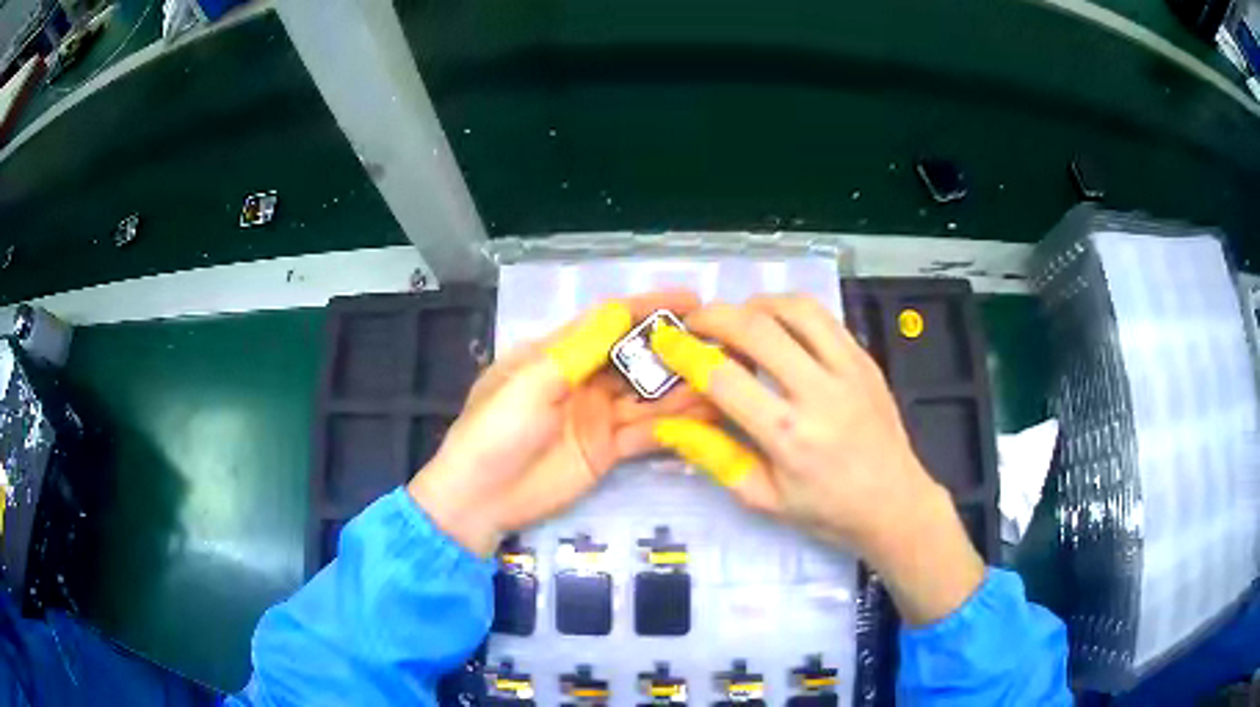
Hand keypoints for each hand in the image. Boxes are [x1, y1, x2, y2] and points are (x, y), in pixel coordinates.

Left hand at [408, 291, 711, 556]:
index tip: (693, 300)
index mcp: (556, 353)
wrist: (480, 499)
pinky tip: (708, 415)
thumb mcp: (530, 384)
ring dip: (683, 386)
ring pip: (648, 394)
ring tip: (726, 375)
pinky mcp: (608, 449)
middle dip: (675, 347)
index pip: (610, 322)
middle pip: (636, 357)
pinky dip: (676, 424)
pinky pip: (647, 431)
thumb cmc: (494, 432)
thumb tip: (620, 309)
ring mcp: (598, 415)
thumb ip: (577, 350)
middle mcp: (582, 379)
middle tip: (723, 341)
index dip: (649, 308)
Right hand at [649, 294, 983, 623]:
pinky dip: (791, 311)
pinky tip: (779, 327)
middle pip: (758, 329)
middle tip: (695, 323)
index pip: (724, 378)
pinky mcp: (865, 359)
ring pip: (795, 309)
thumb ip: (715, 457)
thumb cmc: (827, 510)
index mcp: (789, 436)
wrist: (895, 503)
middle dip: (715, 316)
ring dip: (756, 305)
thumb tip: (669, 427)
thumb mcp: (763, 498)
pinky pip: (824, 318)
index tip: (666, 343)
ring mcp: (848, 370)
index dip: (686, 354)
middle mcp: (819, 393)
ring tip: (738, 320)